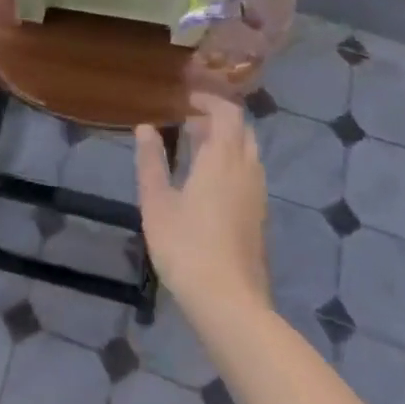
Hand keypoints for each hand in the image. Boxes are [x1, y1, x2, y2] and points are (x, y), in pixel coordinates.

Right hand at [135, 92, 271, 319]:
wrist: (229, 303)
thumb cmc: (187, 246)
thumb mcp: (157, 202)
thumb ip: (151, 161)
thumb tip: (145, 127)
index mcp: (223, 158)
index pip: (227, 112)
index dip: (209, 100)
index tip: (185, 100)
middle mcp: (246, 169)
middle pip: (241, 130)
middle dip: (217, 120)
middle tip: (188, 123)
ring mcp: (257, 195)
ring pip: (248, 153)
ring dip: (225, 143)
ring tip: (195, 150)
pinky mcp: (260, 218)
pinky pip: (249, 175)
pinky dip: (232, 165)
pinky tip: (208, 184)